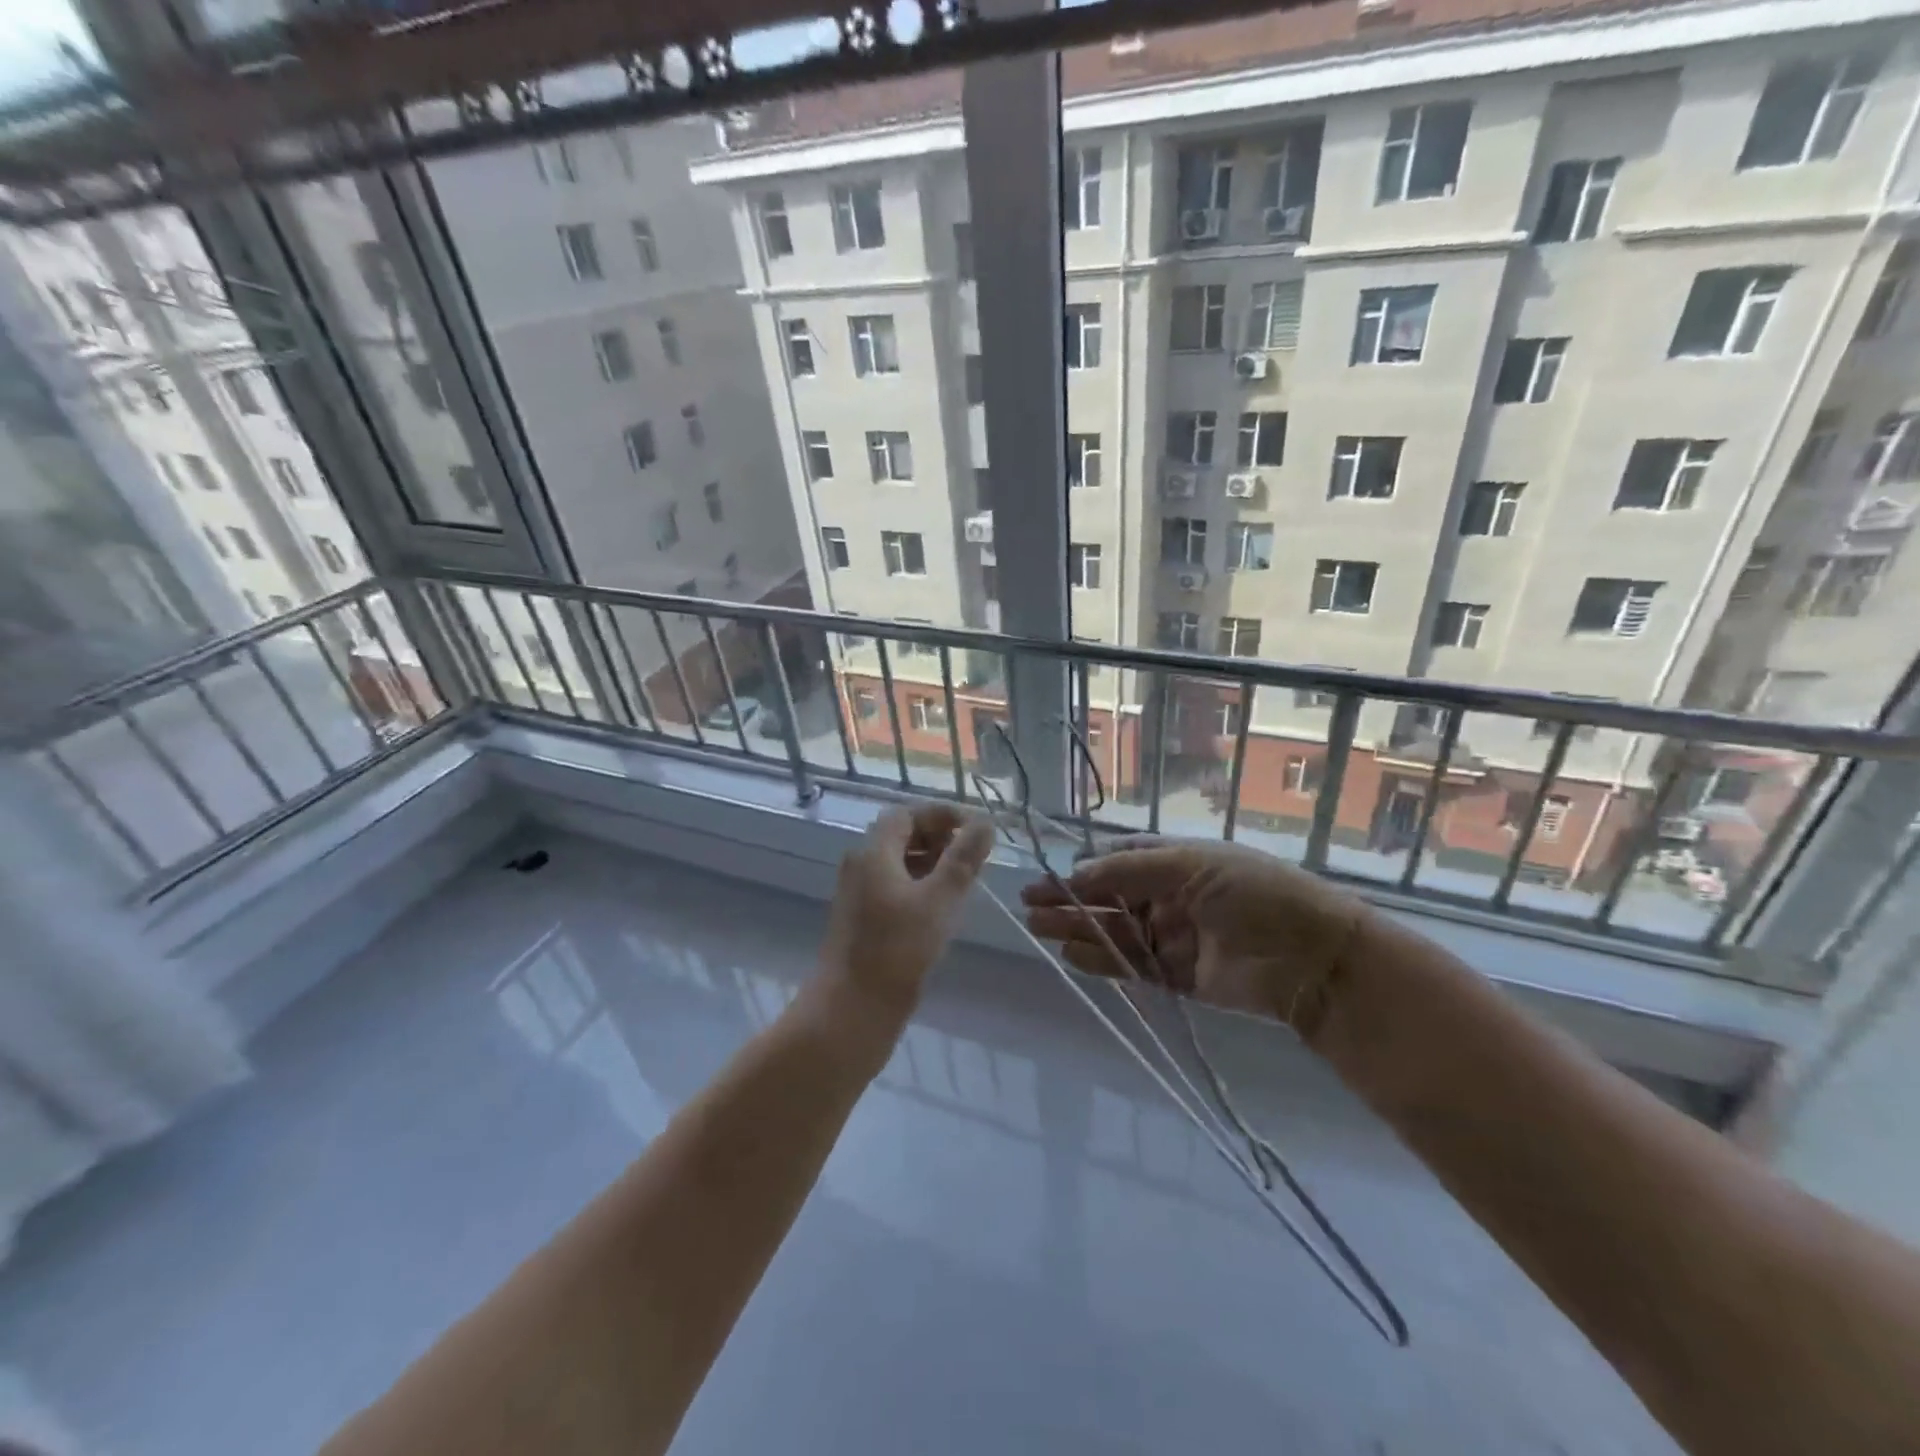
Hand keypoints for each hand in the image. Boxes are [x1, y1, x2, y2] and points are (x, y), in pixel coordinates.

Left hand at [820, 804, 993, 1012]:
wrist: (852, 1009)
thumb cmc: (897, 949)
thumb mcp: (939, 899)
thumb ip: (963, 859)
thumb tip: (985, 822)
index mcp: (873, 852)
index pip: (906, 814)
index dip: (941, 815)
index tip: (974, 828)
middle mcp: (861, 865)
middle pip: (901, 835)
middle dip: (938, 838)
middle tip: (973, 855)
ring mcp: (859, 894)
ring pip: (899, 863)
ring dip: (931, 862)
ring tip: (964, 881)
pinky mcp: (863, 919)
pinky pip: (894, 886)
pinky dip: (920, 884)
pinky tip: (942, 907)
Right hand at [1021, 837, 1373, 1041]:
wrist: (1311, 959)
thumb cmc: (1253, 894)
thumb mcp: (1192, 865)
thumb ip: (1130, 871)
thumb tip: (1078, 872)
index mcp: (1177, 862)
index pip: (1120, 861)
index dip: (1085, 867)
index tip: (1051, 876)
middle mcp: (1171, 896)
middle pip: (1110, 897)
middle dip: (1070, 899)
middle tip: (1028, 903)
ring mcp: (1173, 937)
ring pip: (1114, 931)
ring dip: (1077, 928)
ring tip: (1036, 927)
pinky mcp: (1178, 976)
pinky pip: (1132, 966)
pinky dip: (1102, 961)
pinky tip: (1070, 954)